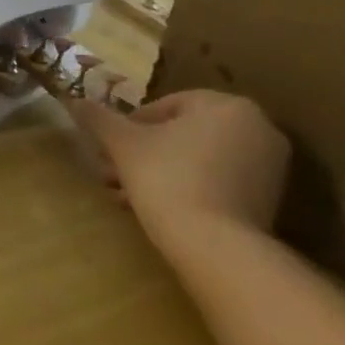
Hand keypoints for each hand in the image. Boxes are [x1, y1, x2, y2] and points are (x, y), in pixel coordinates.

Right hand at [69, 90, 289, 252]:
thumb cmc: (166, 178)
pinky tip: (156, 208)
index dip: (130, 126)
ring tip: (126, 196)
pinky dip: (187, 188)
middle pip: (182, 133)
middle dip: (142, 153)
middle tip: (112, 173)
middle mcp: (258, 127)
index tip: (110, 149)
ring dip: (158, 171)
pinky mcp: (270, 197)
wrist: (214, 243)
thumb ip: (99, 118)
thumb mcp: (122, 143)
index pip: (166, 105)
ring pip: (197, 159)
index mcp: (226, 105)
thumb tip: (74, 100)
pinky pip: (217, 181)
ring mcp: (270, 164)